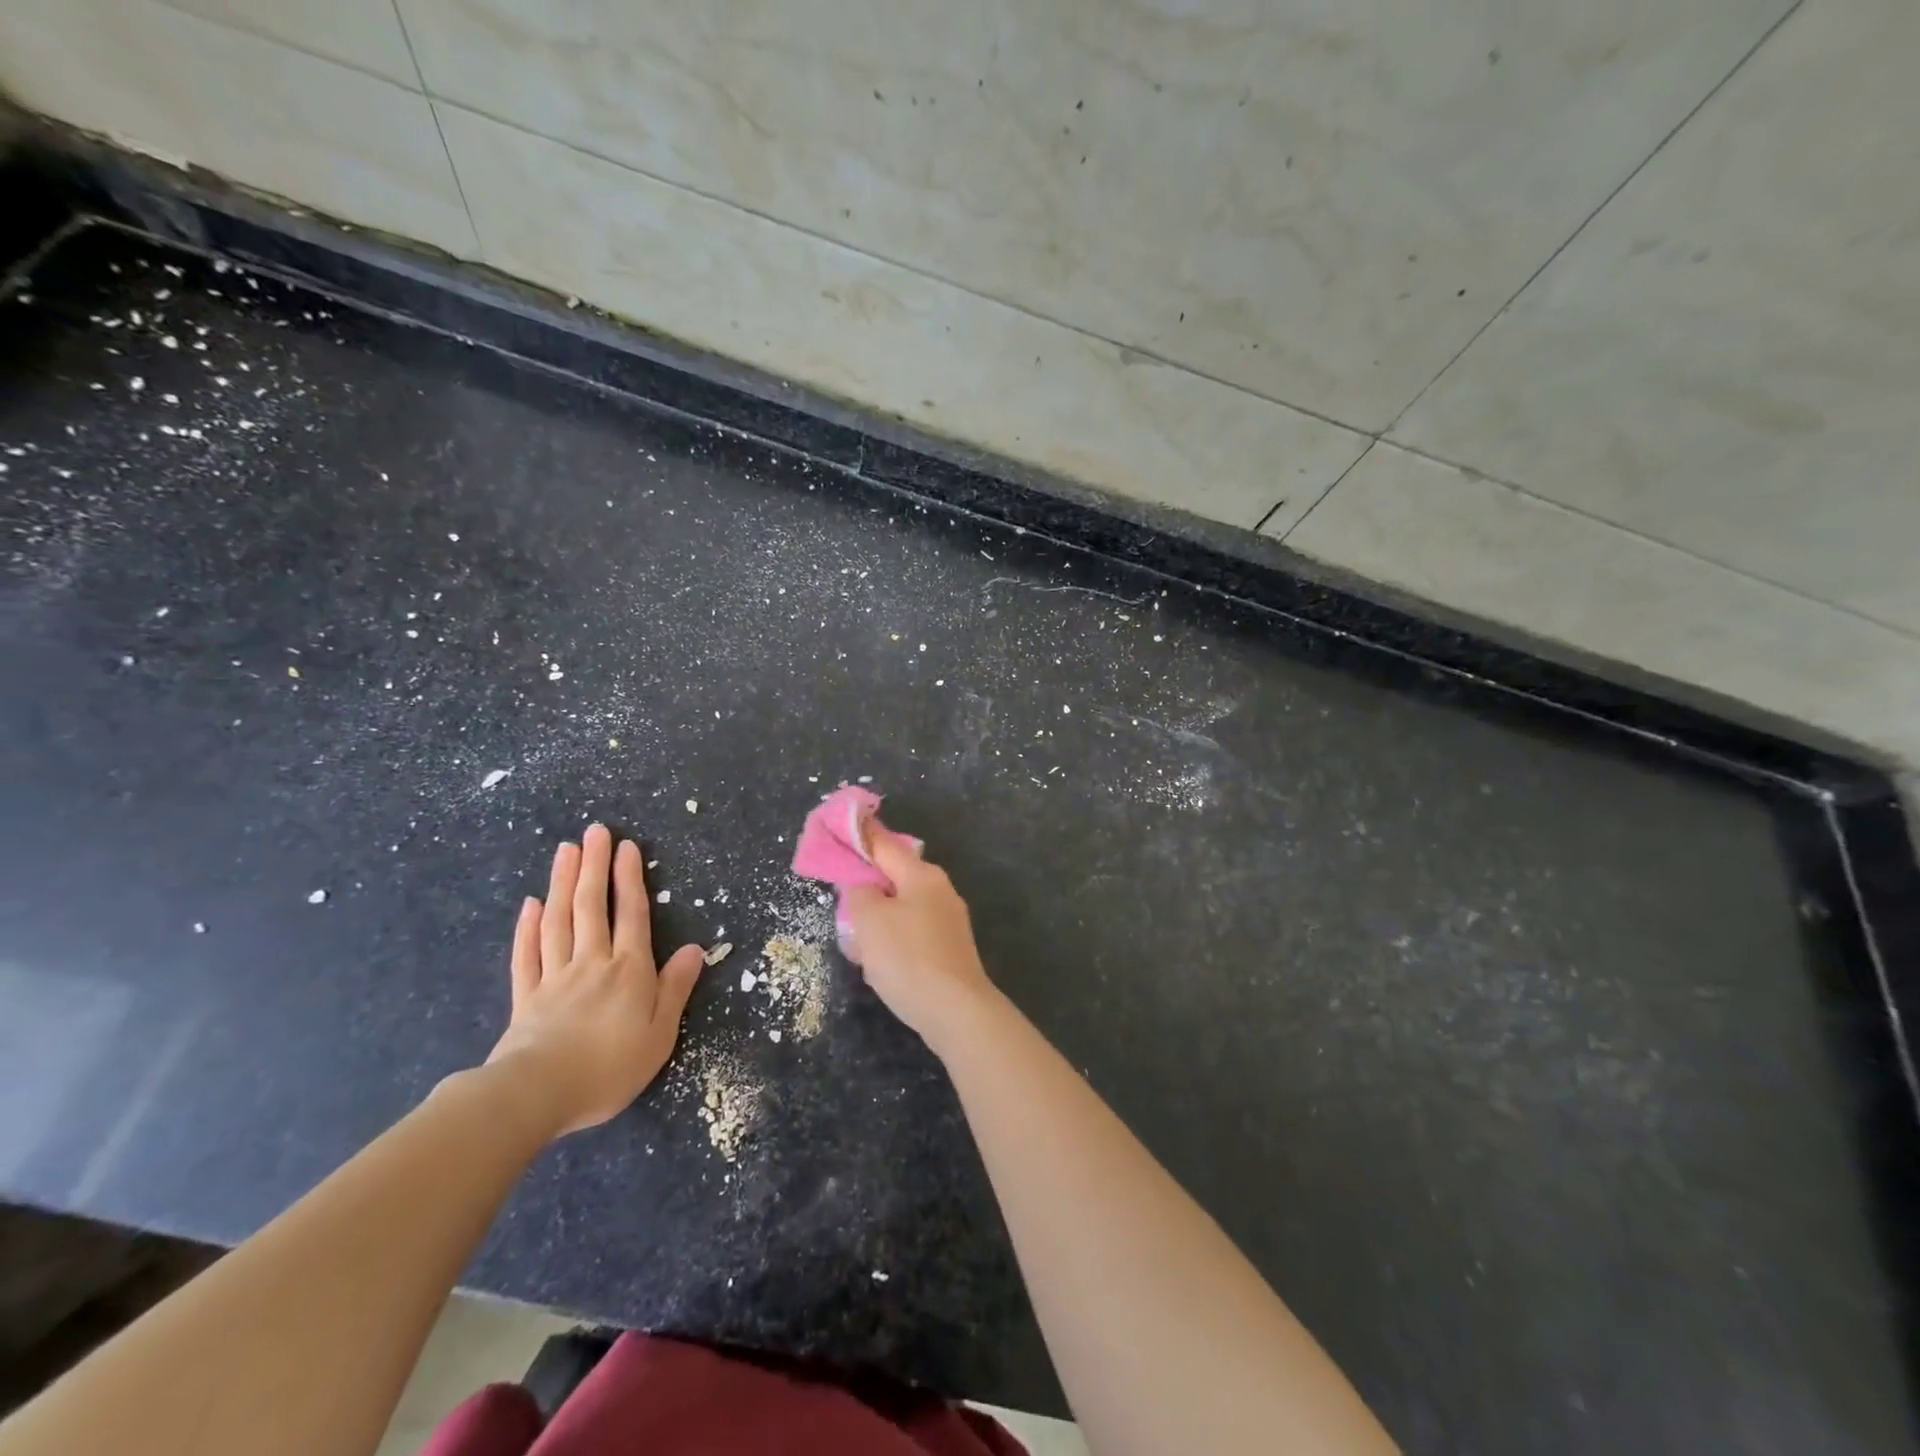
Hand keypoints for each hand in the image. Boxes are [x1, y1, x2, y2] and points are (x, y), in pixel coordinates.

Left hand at [486, 824, 704, 1135]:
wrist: (537, 1095)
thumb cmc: (610, 1066)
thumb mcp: (661, 1033)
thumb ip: (675, 987)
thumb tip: (695, 949)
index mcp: (628, 969)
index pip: (631, 914)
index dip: (630, 878)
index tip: (627, 846)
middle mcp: (592, 962)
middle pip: (591, 906)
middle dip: (594, 865)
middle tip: (594, 832)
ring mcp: (554, 976)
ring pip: (558, 920)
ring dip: (562, 882)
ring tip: (565, 851)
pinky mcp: (526, 997)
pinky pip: (527, 954)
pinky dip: (528, 927)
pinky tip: (531, 904)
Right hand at [843, 832, 998, 1054]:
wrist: (956, 1011)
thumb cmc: (908, 958)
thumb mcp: (869, 919)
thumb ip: (858, 892)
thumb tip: (862, 885)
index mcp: (921, 874)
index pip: (883, 843)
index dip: (859, 834)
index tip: (839, 826)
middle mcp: (939, 889)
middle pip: (893, 876)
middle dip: (866, 887)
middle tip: (841, 902)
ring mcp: (948, 920)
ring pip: (901, 908)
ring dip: (877, 920)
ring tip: (858, 943)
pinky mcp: (949, 948)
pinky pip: (912, 933)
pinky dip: (892, 942)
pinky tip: (880, 965)